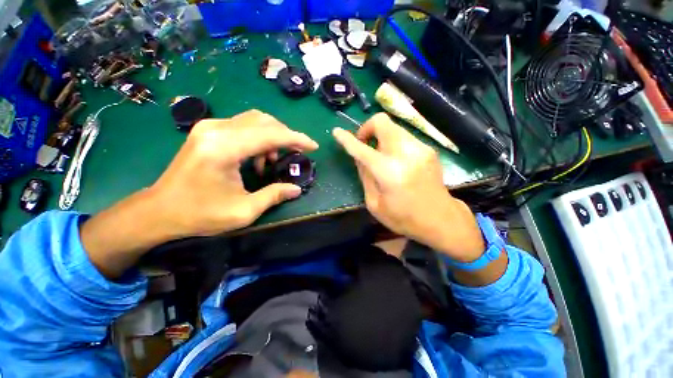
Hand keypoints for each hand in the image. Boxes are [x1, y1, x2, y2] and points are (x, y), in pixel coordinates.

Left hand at [149, 110, 318, 236]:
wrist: (160, 210)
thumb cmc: (200, 214)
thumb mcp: (243, 211)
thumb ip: (274, 196)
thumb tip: (296, 189)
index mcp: (224, 149)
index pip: (270, 135)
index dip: (297, 139)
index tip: (313, 146)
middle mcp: (216, 129)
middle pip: (264, 121)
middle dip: (286, 136)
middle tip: (296, 154)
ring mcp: (210, 127)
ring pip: (254, 120)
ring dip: (273, 137)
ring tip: (273, 161)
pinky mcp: (208, 130)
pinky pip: (243, 126)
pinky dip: (259, 138)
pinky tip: (258, 158)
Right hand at [333, 113, 483, 261]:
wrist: (441, 219)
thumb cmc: (404, 218)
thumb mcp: (375, 204)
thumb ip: (365, 176)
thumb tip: (359, 157)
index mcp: (389, 172)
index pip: (362, 149)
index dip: (347, 139)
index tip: (336, 132)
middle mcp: (406, 154)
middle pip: (382, 122)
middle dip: (367, 129)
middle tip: (364, 145)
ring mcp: (420, 148)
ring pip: (393, 127)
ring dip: (380, 136)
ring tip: (380, 155)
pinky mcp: (428, 149)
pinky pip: (403, 136)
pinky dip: (392, 142)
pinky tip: (395, 160)